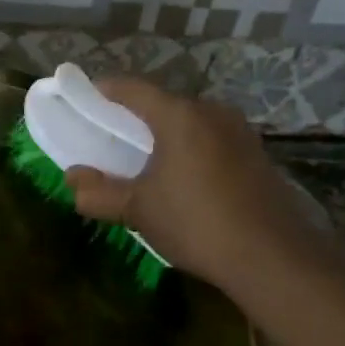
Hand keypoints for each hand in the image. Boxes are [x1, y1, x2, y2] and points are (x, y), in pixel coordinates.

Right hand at [64, 76, 331, 293]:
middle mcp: (212, 112)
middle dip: (133, 119)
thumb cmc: (196, 223)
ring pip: (189, 124)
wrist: (272, 256)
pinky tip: (182, 180)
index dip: (102, 91)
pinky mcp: (256, 155)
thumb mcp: (139, 210)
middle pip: (163, 105)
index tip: (81, 98)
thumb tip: (72, 178)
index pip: (132, 89)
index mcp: (180, 116)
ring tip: (143, 162)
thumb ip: (100, 192)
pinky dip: (189, 151)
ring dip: (164, 137)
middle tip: (109, 139)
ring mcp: (240, 132)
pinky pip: (211, 141)